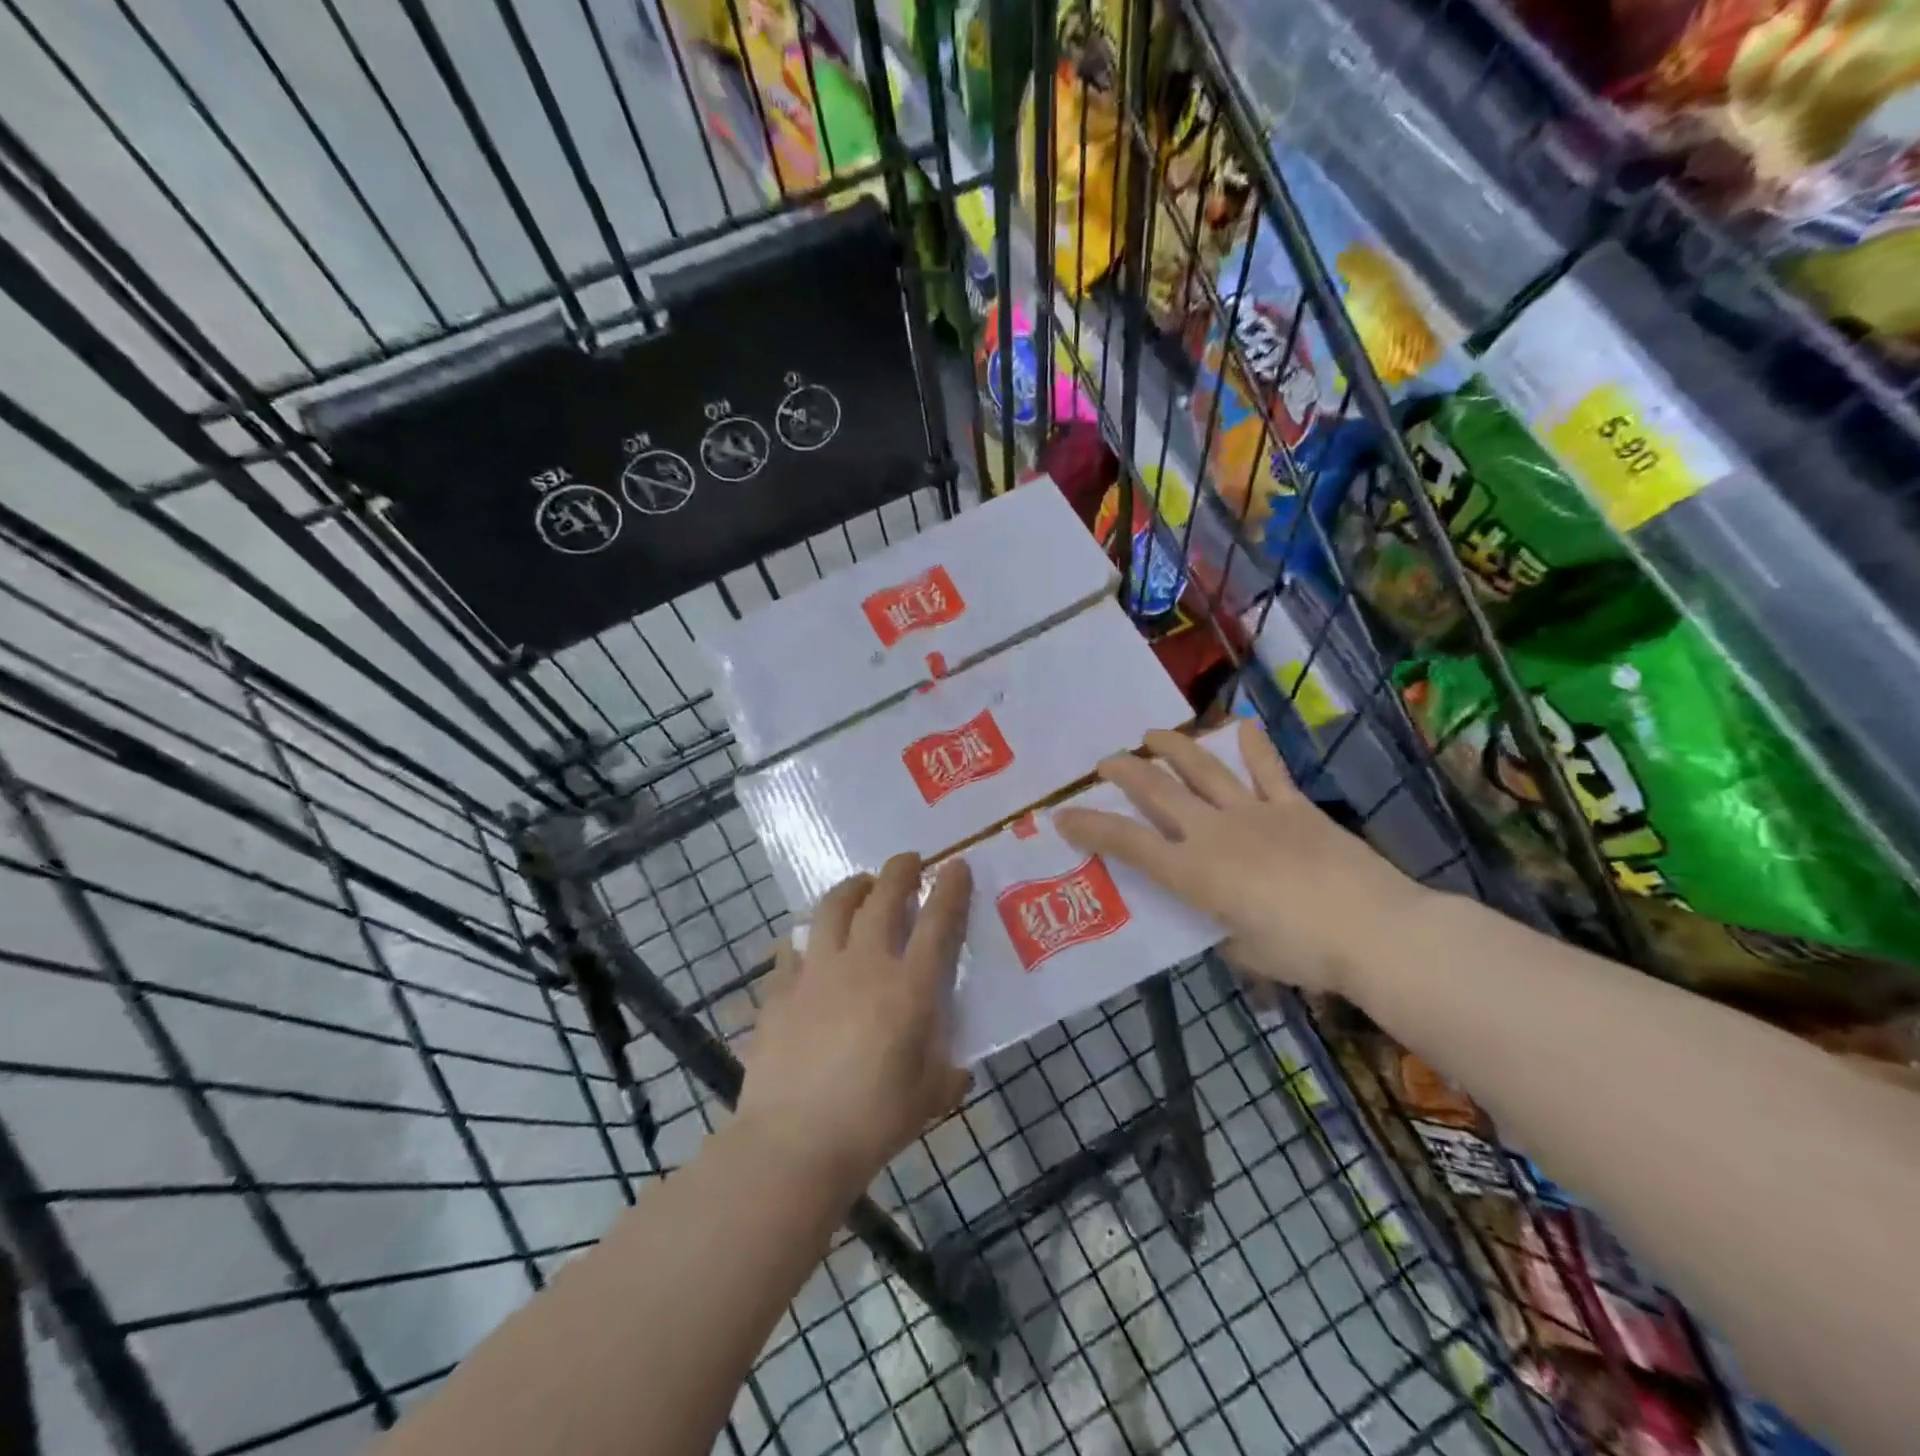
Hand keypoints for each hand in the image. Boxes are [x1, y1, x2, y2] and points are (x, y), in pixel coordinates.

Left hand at [736, 854, 971, 1198]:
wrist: (794, 1143)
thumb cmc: (873, 1122)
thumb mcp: (930, 1098)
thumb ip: (948, 1070)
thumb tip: (956, 1063)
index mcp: (908, 988)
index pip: (938, 922)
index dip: (951, 889)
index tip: (956, 865)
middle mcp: (864, 965)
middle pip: (883, 898)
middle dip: (900, 871)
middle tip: (908, 861)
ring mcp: (817, 972)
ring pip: (834, 907)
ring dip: (852, 888)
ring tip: (861, 885)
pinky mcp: (780, 989)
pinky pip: (793, 946)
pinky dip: (806, 936)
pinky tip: (809, 942)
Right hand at [1053, 719, 1429, 998]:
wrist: (1375, 930)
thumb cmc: (1303, 953)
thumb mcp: (1246, 952)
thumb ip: (1222, 930)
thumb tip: (1221, 922)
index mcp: (1194, 872)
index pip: (1129, 844)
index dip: (1091, 827)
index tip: (1063, 815)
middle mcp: (1214, 832)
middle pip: (1158, 791)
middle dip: (1124, 772)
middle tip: (1104, 761)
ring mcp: (1254, 812)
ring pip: (1203, 768)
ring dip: (1172, 747)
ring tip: (1151, 734)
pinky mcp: (1293, 806)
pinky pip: (1267, 770)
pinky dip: (1253, 746)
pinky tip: (1241, 725)